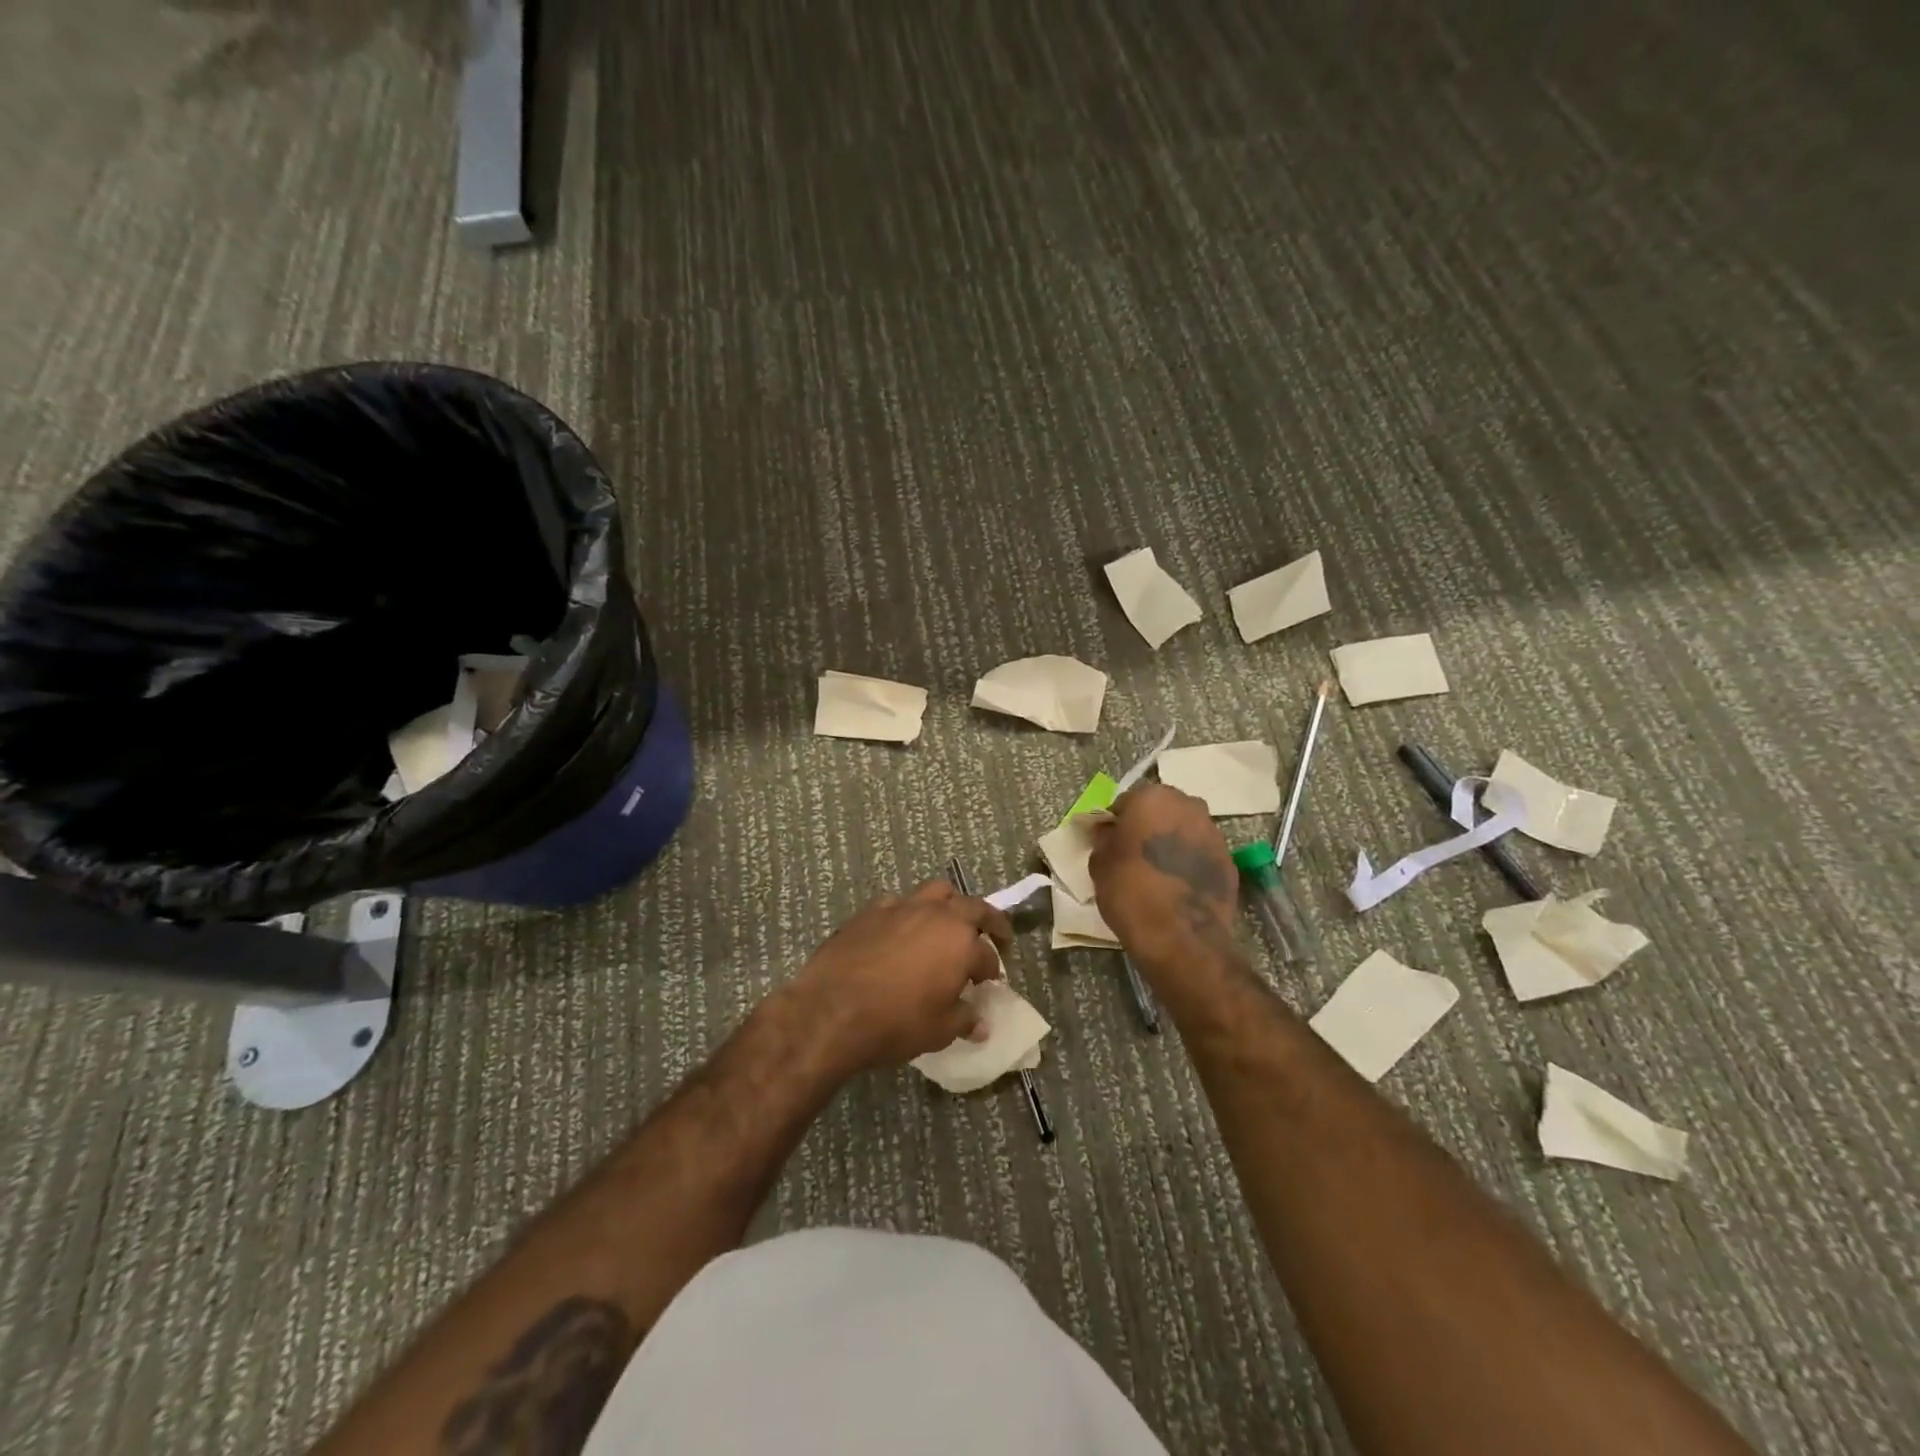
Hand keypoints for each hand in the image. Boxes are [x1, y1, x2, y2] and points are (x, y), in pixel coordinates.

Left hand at [786, 881, 1012, 1073]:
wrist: (831, 1010)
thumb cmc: (895, 1023)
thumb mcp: (938, 1031)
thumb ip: (963, 1020)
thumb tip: (980, 1024)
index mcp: (960, 942)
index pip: (987, 955)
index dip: (992, 970)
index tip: (989, 983)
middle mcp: (936, 915)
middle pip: (972, 907)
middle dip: (988, 920)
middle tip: (995, 934)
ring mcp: (901, 907)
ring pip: (936, 892)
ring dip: (949, 905)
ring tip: (948, 922)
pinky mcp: (871, 911)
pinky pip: (899, 904)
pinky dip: (909, 914)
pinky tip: (902, 933)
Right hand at [1089, 784, 1238, 972]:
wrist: (1181, 938)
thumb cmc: (1131, 891)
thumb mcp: (1099, 863)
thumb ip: (1104, 837)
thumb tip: (1110, 830)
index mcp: (1153, 798)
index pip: (1127, 802)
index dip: (1117, 823)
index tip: (1112, 844)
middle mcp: (1189, 806)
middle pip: (1161, 811)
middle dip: (1149, 827)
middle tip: (1134, 855)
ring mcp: (1214, 833)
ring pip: (1185, 830)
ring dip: (1172, 844)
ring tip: (1158, 873)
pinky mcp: (1230, 861)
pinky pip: (1202, 854)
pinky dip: (1190, 864)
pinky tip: (1178, 887)